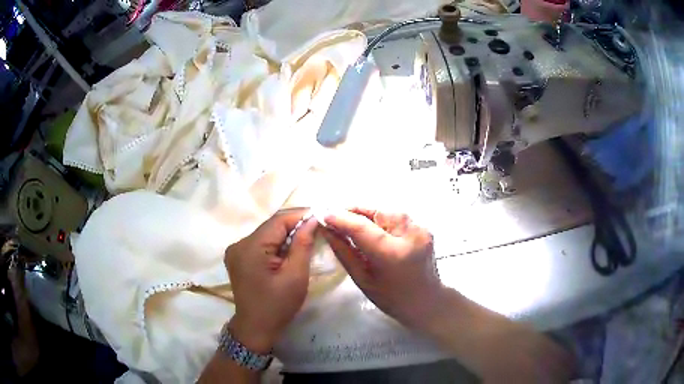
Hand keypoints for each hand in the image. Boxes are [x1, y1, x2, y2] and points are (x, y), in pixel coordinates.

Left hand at [224, 209, 316, 352]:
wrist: (256, 328)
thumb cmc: (278, 305)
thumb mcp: (295, 276)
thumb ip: (302, 244)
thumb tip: (313, 220)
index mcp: (251, 247)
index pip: (278, 221)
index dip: (300, 215)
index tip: (321, 216)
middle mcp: (239, 243)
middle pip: (271, 226)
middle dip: (295, 225)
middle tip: (318, 227)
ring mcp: (236, 250)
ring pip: (267, 234)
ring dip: (286, 234)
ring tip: (307, 237)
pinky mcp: (238, 258)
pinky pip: (261, 243)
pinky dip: (276, 244)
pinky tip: (289, 250)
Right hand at [320, 208, 444, 330]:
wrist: (428, 302)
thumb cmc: (392, 299)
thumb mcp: (363, 279)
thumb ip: (344, 252)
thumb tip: (327, 230)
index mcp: (393, 253)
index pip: (362, 226)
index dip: (340, 218)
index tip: (323, 214)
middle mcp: (410, 234)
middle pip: (375, 212)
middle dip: (353, 212)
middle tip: (336, 218)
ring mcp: (420, 229)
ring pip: (386, 211)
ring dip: (367, 215)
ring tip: (352, 224)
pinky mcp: (424, 227)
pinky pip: (396, 217)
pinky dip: (381, 220)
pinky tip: (373, 229)